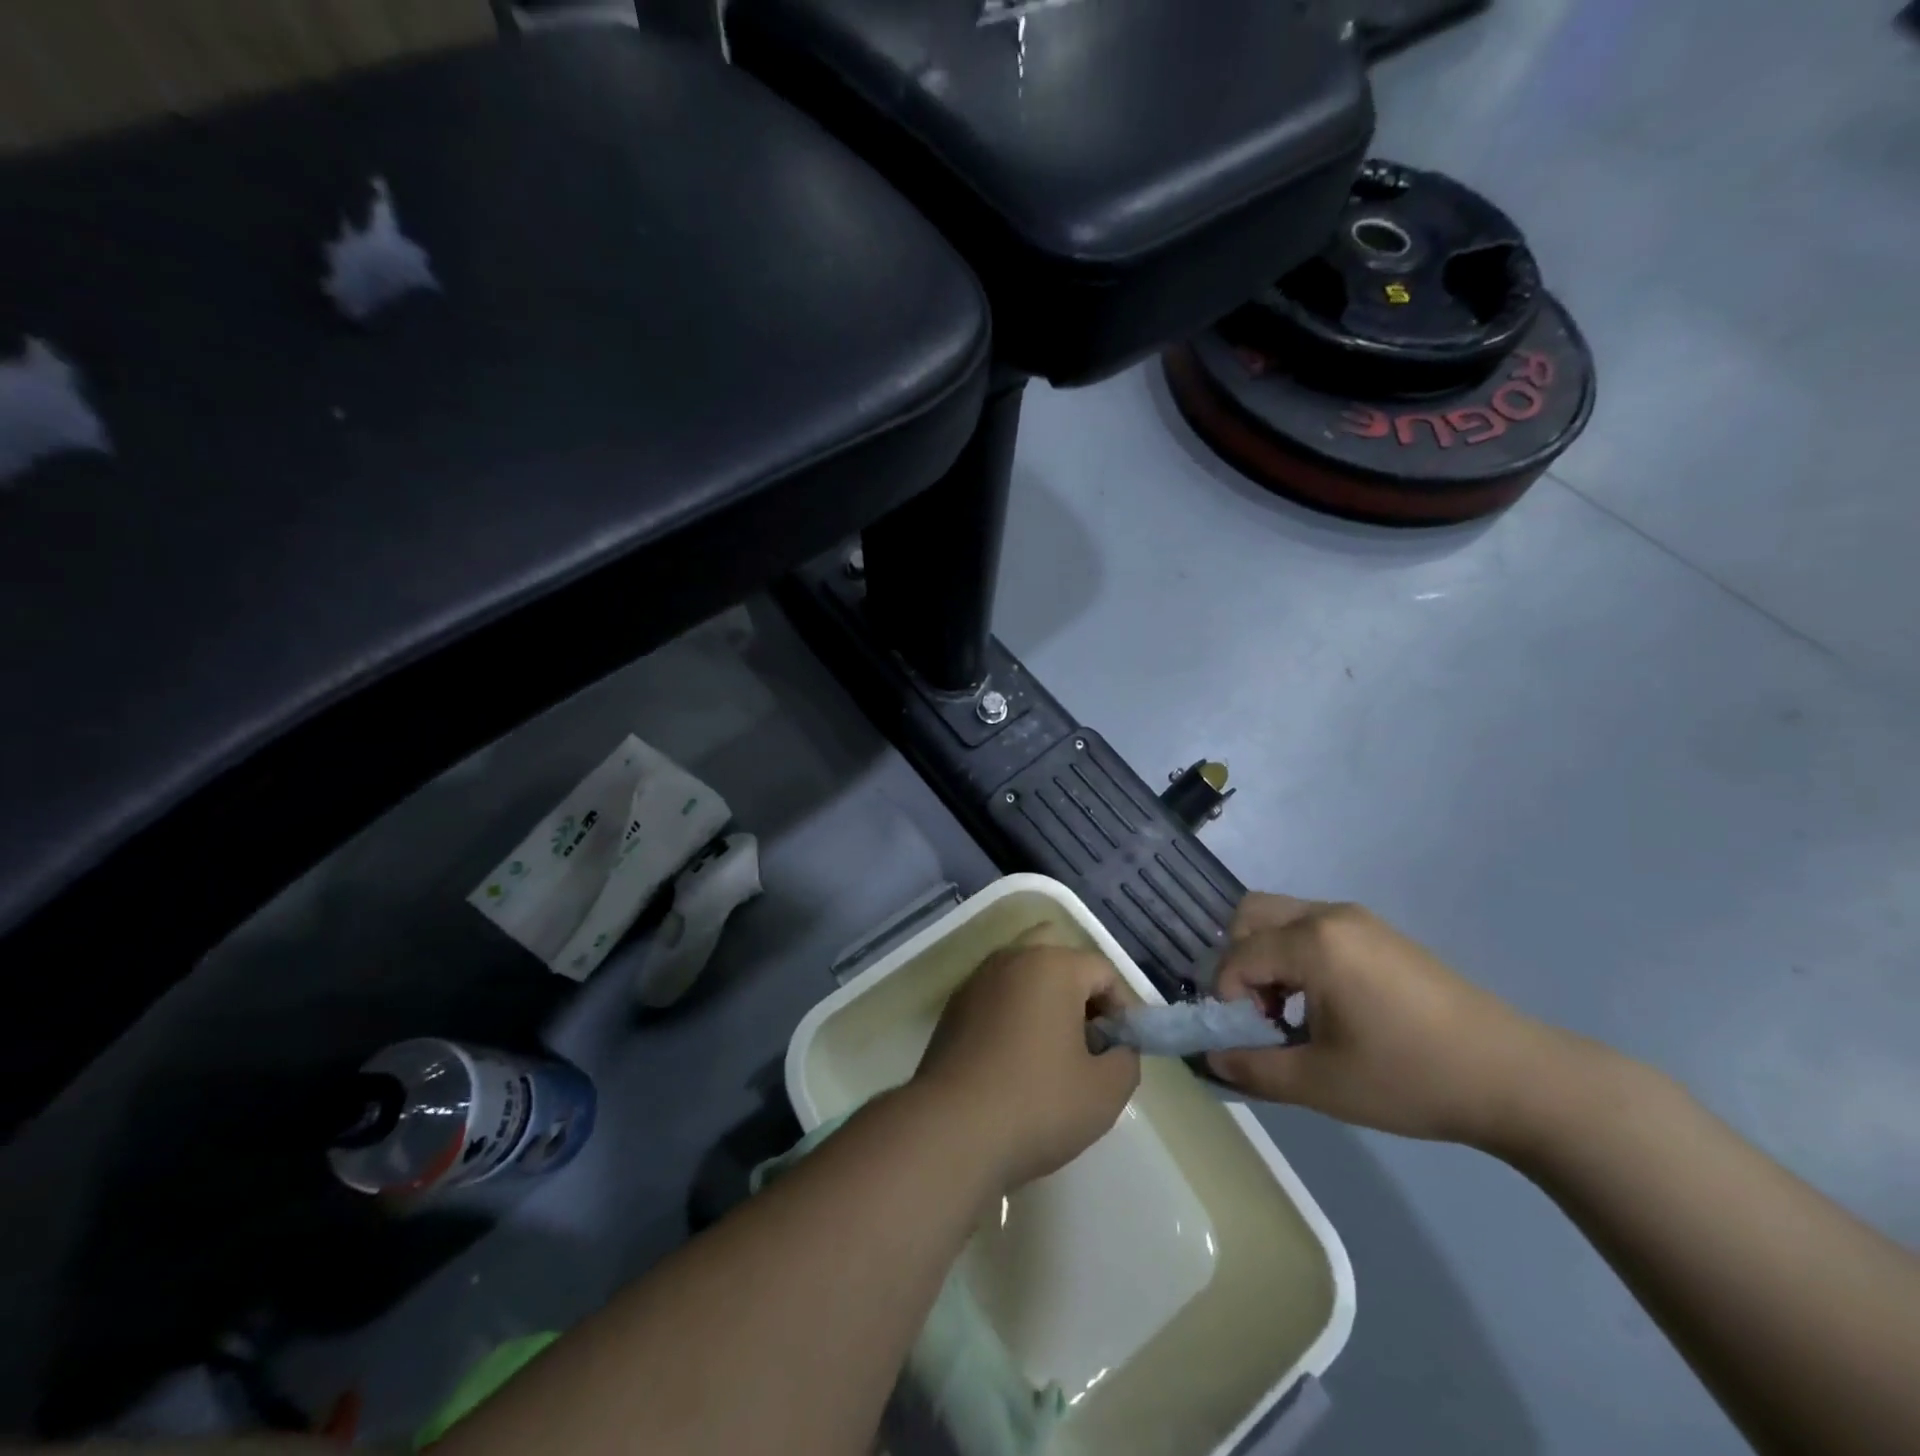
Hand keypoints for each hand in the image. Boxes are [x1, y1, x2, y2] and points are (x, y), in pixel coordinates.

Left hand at [913, 937, 1140, 1190]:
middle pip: (1057, 957)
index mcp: (1052, 965)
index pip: (1103, 971)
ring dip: (1045, 1002)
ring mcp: (977, 981)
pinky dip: (1014, 1016)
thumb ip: (1126, 1059)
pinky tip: (1016, 1062)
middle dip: (1080, 992)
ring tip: (1054, 1054)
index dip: (1122, 1010)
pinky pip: (997, 998)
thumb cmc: (1037, 1104)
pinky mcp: (954, 1008)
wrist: (951, 1130)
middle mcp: (1012, 959)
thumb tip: (1116, 1048)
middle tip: (1089, 1040)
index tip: (1122, 1051)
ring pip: (1023, 975)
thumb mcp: (1105, 1092)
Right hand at [1207, 894, 1575, 1151]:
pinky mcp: (1380, 934)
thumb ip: (1254, 1068)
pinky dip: (1297, 956)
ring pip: (1281, 918)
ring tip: (1289, 1013)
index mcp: (1312, 942)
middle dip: (1238, 962)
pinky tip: (1324, 1006)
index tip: (1245, 1039)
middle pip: (1250, 916)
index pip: (1237, 956)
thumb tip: (1212, 1059)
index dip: (1226, 998)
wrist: (1517, 1079)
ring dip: (1267, 958)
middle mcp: (1329, 915)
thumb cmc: (1410, 1077)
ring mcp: (1359, 920)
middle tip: (1259, 1013)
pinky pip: (1313, 929)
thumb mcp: (1321, 1083)